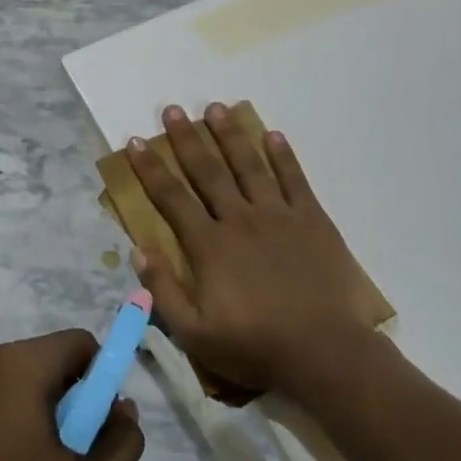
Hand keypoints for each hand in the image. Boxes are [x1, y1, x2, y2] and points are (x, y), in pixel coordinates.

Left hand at [0, 332, 143, 460]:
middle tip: (58, 454)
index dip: (98, 378)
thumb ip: (121, 446)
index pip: (78, 343)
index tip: (93, 424)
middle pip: (41, 360)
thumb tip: (123, 409)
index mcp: (22, 364)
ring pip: (5, 380)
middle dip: (60, 397)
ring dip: (22, 409)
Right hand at [127, 102, 392, 398]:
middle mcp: (239, 219)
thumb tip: (138, 250)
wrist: (325, 352)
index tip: (135, 142)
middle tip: (172, 110)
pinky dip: (283, 156)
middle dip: (187, 139)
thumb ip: (163, 290)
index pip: (172, 198)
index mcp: (209, 245)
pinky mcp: (312, 220)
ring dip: (230, 135)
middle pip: (208, 170)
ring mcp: (278, 215)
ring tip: (216, 108)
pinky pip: (294, 180)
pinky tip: (273, 135)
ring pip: (249, 165)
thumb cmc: (254, 346)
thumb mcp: (194, 333)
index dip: (150, 168)